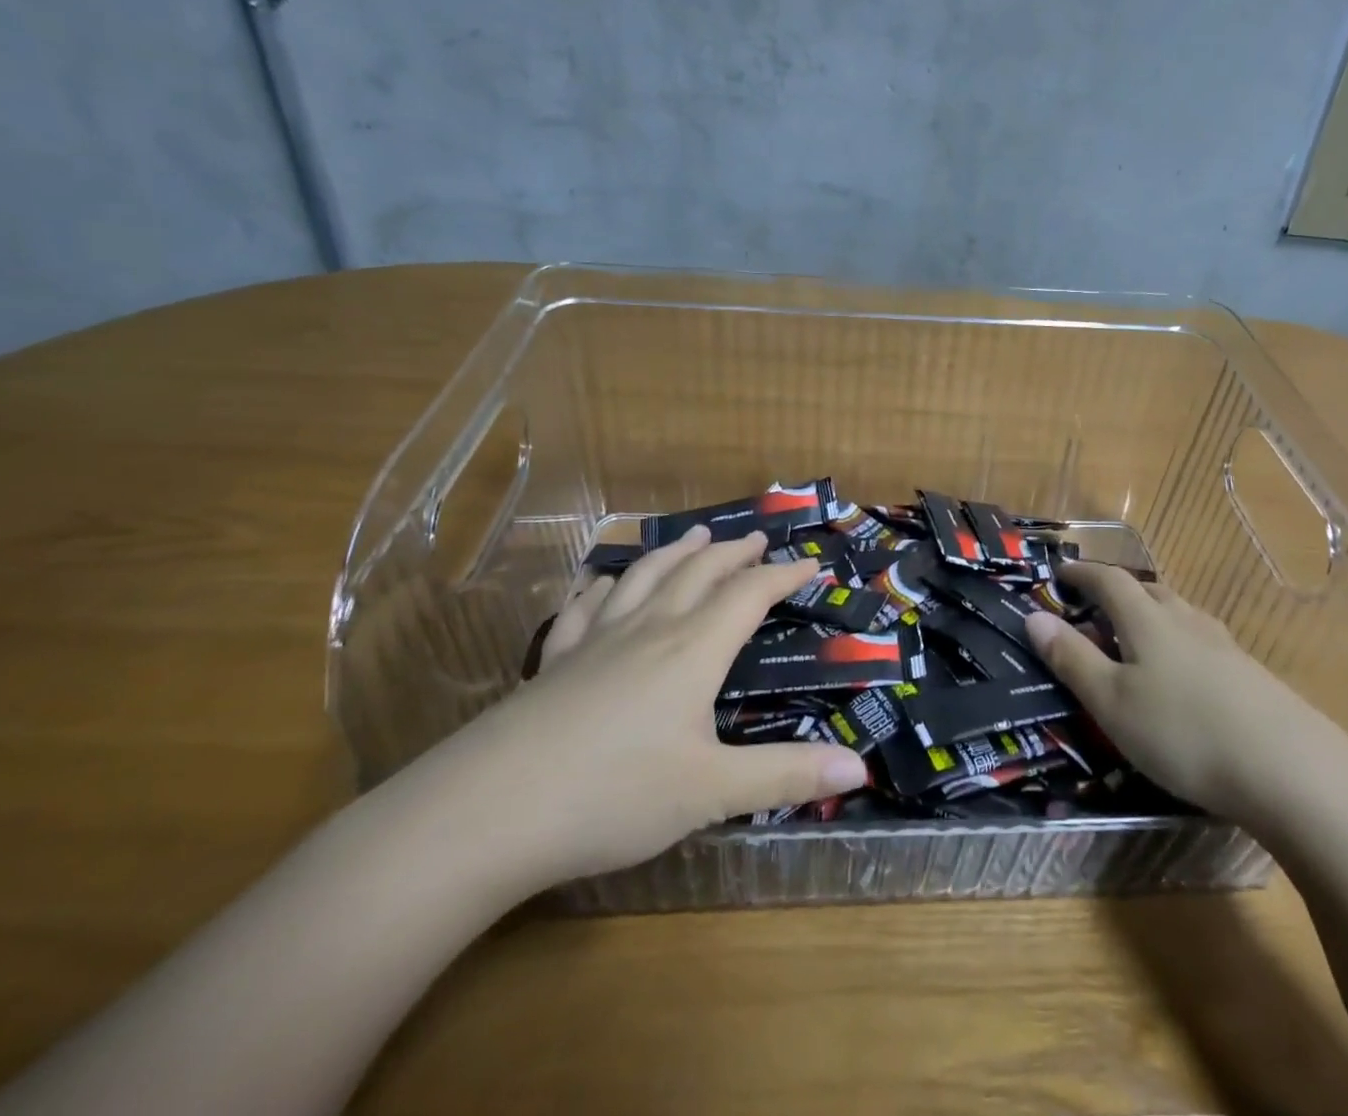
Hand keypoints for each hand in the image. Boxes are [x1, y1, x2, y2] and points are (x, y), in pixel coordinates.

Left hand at [429, 525, 867, 893]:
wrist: (486, 812)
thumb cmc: (612, 796)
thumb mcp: (710, 793)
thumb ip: (785, 775)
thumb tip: (861, 766)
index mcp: (692, 650)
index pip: (749, 595)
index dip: (784, 574)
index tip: (812, 563)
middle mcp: (649, 630)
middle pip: (698, 573)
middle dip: (733, 553)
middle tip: (757, 539)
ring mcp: (596, 641)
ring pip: (644, 578)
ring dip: (675, 553)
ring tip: (694, 536)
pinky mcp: (553, 662)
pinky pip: (584, 608)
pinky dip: (603, 587)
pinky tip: (604, 583)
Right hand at [1025, 562, 1347, 836]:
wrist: (1290, 770)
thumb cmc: (1182, 731)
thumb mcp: (1111, 701)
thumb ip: (1071, 659)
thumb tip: (1033, 616)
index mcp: (1147, 619)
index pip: (1108, 580)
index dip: (1082, 573)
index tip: (1060, 573)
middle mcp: (1186, 620)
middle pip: (1147, 592)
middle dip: (1117, 593)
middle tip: (1094, 610)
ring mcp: (1223, 645)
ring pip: (1178, 615)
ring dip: (1151, 617)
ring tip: (1136, 641)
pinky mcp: (1249, 674)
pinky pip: (1201, 642)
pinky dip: (1179, 645)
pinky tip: (1183, 677)